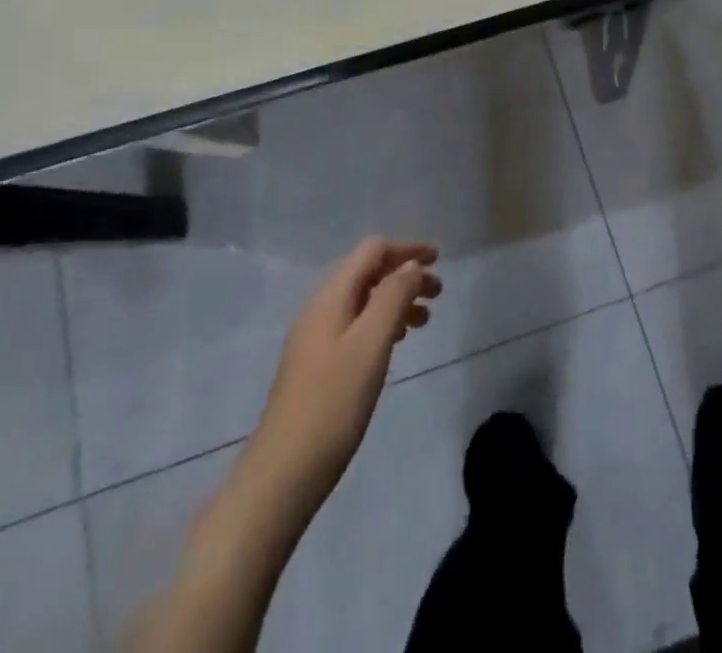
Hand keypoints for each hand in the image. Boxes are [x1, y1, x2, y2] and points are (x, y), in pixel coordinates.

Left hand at [247, 238, 441, 522]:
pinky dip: (381, 322)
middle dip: (404, 274)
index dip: (407, 250)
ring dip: (395, 299)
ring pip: (363, 300)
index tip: (439, 260)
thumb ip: (393, 296)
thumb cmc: (333, 402)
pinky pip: (355, 324)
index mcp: (332, 295)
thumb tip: (411, 265)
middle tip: (438, 293)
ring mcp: (315, 336)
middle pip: (368, 272)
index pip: (373, 251)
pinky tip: (396, 343)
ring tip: (425, 320)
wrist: (283, 472)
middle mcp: (321, 307)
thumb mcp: (371, 344)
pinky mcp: (317, 363)